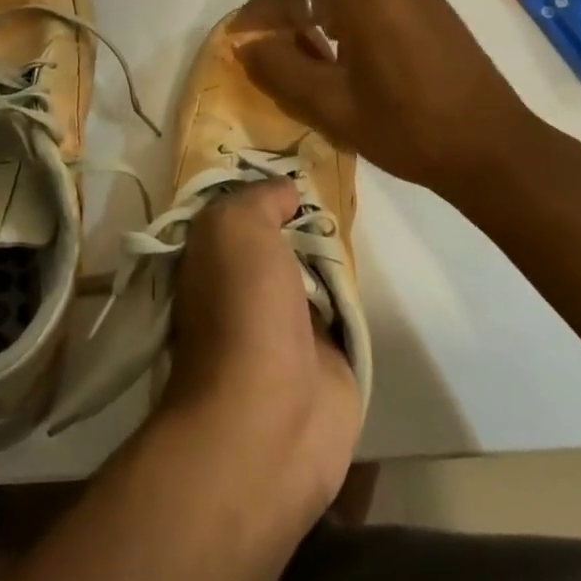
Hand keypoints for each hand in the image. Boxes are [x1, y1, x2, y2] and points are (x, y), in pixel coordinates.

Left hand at [161, 179, 360, 527]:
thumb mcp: (237, 227)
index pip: (236, 211)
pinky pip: (342, 308)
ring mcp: (285, 323)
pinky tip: (370, 264)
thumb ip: (259, 199)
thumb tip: (286, 191)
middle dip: (305, 216)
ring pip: (312, 270)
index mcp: (211, 258)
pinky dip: (354, 291)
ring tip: (361, 213)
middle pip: (279, 237)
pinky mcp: (325, 356)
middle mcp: (242, 285)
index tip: (296, 164)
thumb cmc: (243, 307)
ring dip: (333, 251)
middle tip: (339, 186)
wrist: (272, 416)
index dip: (262, 188)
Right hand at [237, 0, 548, 195]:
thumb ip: (281, 69)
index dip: (262, 12)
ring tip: (319, 38)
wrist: (492, 149)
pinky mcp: (437, 7)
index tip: (242, 36)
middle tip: (284, 31)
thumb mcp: (331, 107)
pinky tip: (357, 44)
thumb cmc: (406, 129)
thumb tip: (248, 44)